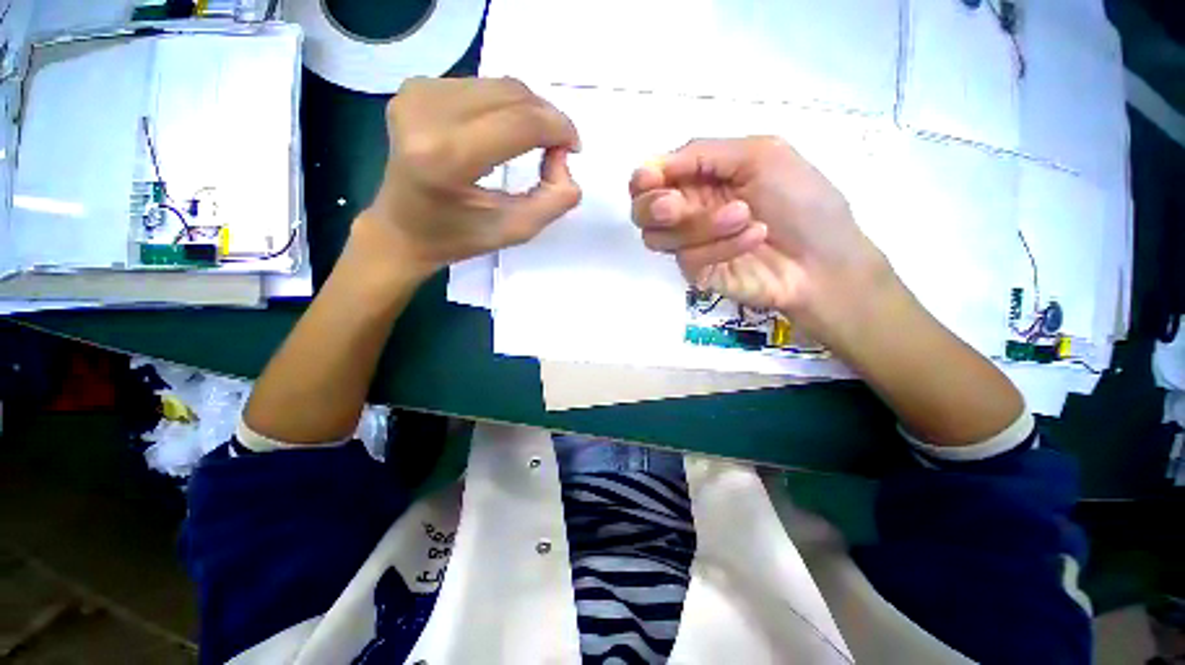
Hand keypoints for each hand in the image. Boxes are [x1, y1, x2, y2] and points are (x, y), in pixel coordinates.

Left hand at [359, 77, 582, 278]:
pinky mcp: (413, 88)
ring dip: (527, 112)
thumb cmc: (459, 237)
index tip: (573, 149)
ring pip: (498, 85)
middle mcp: (427, 113)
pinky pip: (479, 86)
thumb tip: (565, 158)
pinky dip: (502, 107)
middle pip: (512, 95)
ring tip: (532, 143)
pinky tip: (501, 133)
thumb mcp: (516, 230)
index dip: (559, 129)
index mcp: (447, 157)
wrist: (402, 229)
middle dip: (547, 118)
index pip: (521, 123)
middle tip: (557, 150)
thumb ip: (554, 199)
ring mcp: (416, 94)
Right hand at [629, 136, 896, 348]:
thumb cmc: (803, 200)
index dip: (643, 179)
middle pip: (641, 212)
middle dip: (652, 206)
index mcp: (700, 178)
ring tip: (743, 215)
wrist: (824, 260)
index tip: (650, 179)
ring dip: (698, 224)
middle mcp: (688, 211)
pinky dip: (720, 245)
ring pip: (658, 237)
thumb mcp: (760, 155)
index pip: (651, 179)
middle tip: (673, 206)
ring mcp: (690, 244)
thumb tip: (651, 164)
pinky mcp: (696, 272)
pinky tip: (754, 236)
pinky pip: (687, 257)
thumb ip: (704, 153)